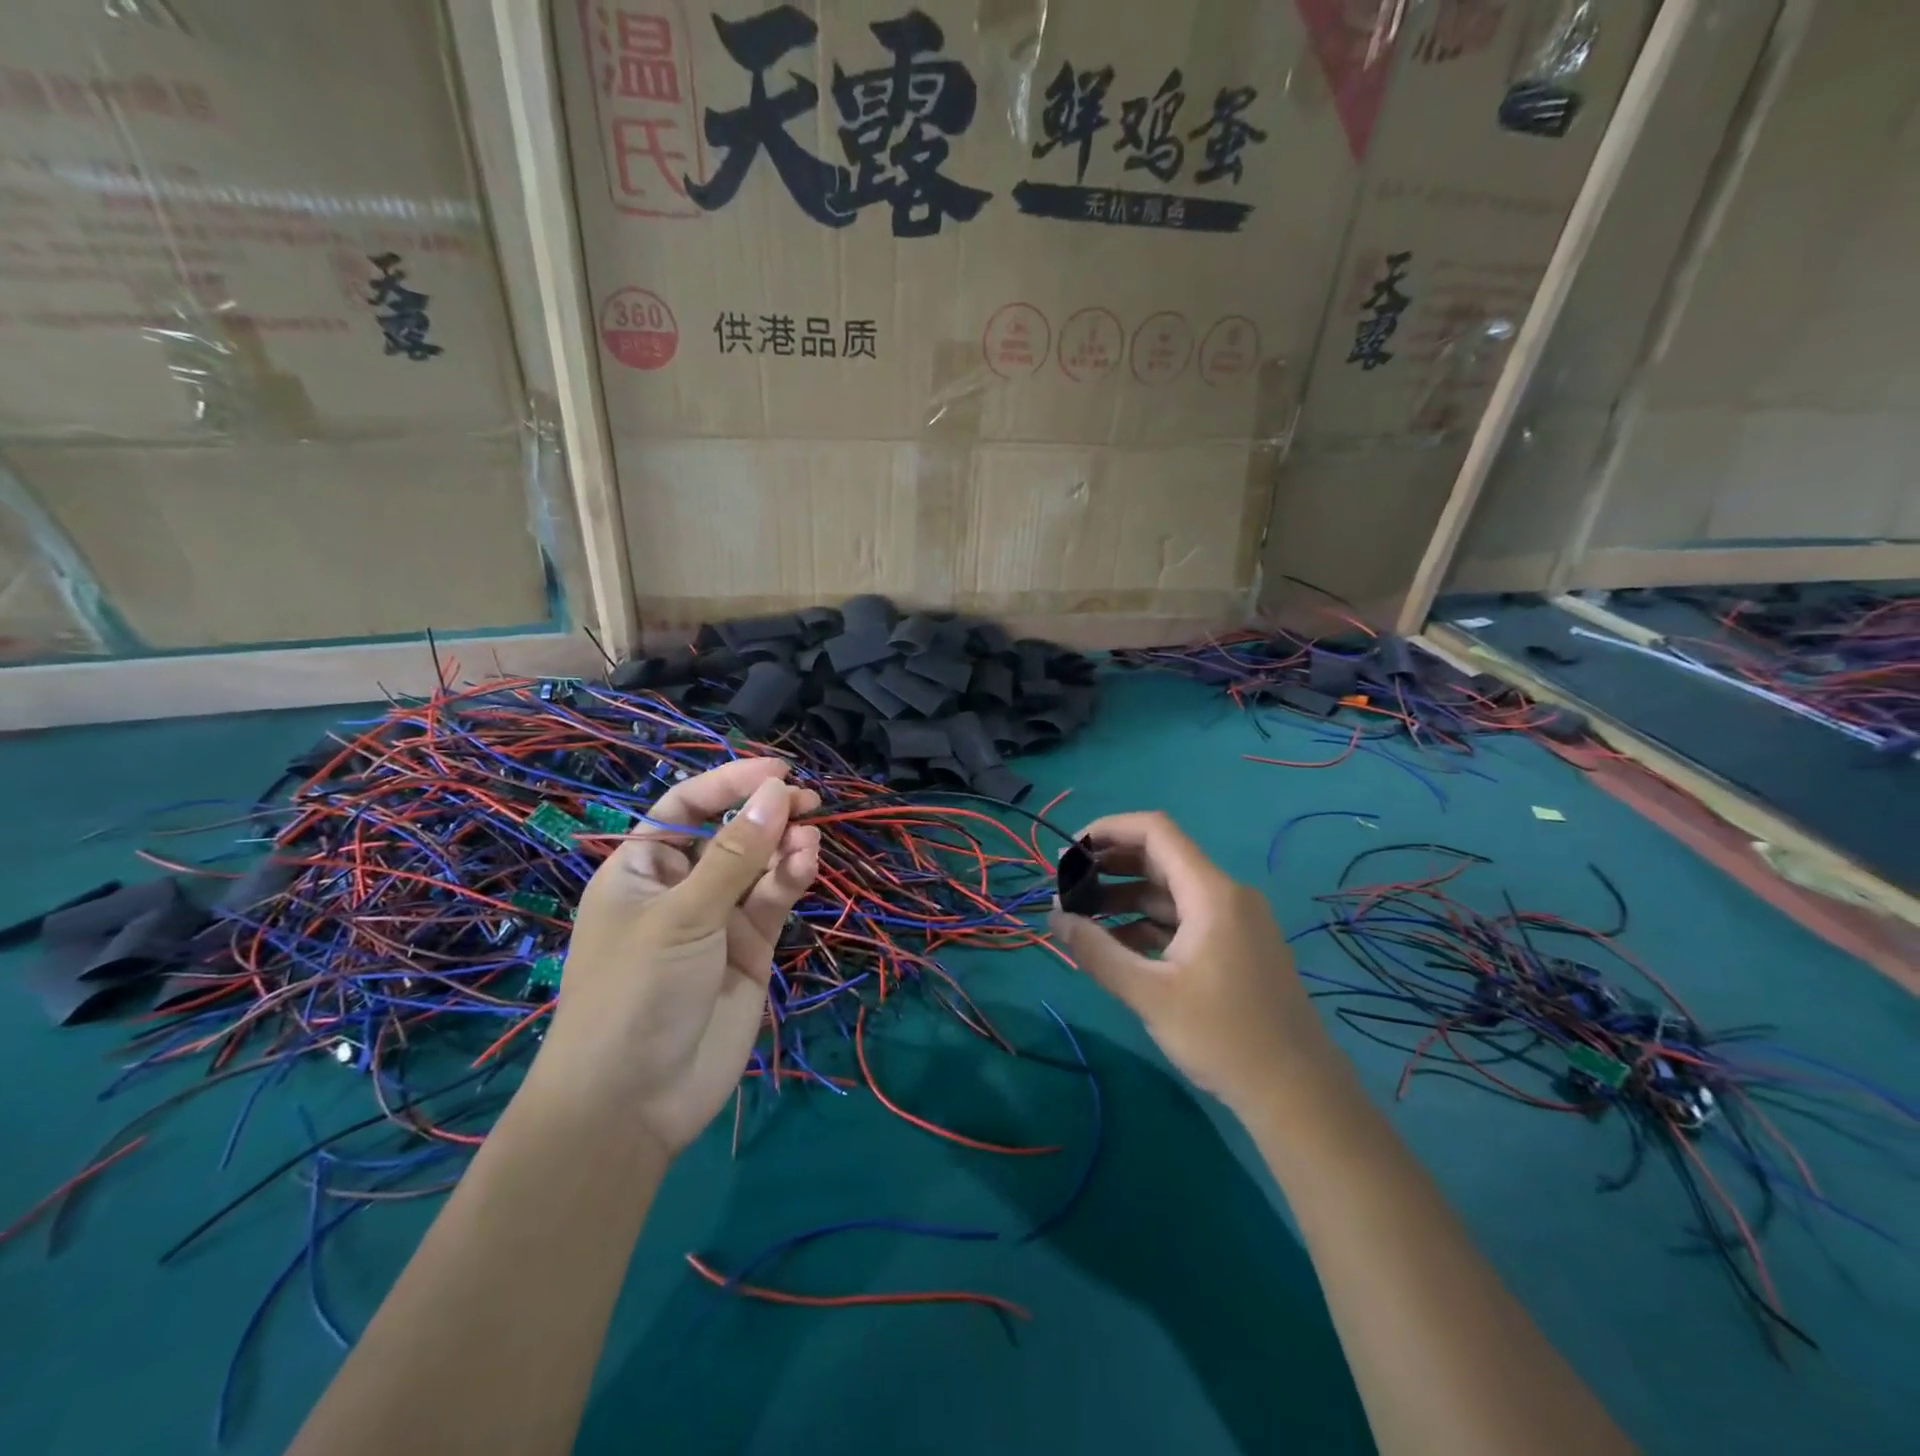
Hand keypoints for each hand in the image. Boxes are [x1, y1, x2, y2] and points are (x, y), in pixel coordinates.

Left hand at [537, 758, 819, 1154]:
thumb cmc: (637, 992)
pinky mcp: (751, 948)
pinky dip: (792, 879)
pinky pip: (774, 900)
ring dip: (784, 847)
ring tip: (809, 838)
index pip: (686, 807)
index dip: (729, 783)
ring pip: (759, 866)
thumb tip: (776, 791)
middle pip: (730, 833)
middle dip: (765, 814)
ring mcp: (718, 919)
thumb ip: (735, 855)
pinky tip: (807, 863)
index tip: (777, 770)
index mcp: (641, 869)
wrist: (635, 1101)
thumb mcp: (683, 915)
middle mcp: (681, 887)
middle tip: (807, 800)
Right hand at [1048, 811, 1331, 1113]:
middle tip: (1066, 885)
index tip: (1068, 852)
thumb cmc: (1223, 1037)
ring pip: (1171, 891)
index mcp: (1211, 893)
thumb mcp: (1149, 994)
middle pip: (1161, 858)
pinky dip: (1148, 923)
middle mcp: (1226, 895)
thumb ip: (1097, 951)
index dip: (1108, 830)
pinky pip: (1185, 918)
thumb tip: (1055, 918)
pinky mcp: (1237, 946)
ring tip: (1082, 916)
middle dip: (1110, 866)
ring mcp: (1235, 921)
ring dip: (1126, 897)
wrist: (1298, 1095)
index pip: (1155, 831)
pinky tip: (1118, 944)